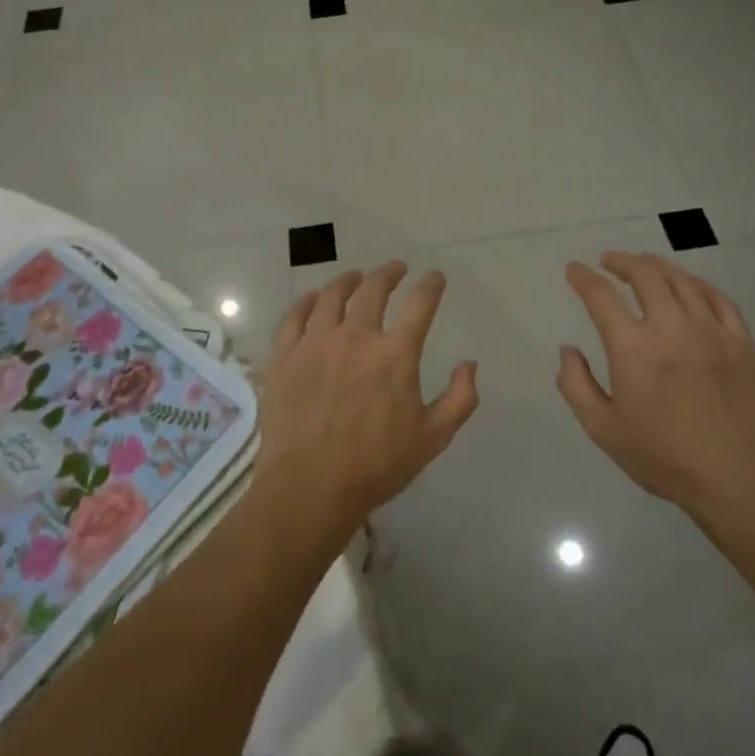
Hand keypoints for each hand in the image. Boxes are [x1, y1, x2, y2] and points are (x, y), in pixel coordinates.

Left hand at [253, 263, 479, 538]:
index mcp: (395, 354)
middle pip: (374, 289)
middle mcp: (356, 336)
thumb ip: (460, 398)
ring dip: (348, 281)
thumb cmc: (376, 465)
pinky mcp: (285, 355)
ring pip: (332, 295)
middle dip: (389, 273)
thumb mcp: (433, 438)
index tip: (435, 278)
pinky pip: (295, 316)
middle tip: (396, 269)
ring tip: (355, 277)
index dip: (431, 285)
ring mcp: (316, 342)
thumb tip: (469, 364)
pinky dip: (308, 301)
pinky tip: (314, 299)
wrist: (309, 486)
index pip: (420, 304)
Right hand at [557, 252, 754, 514]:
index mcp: (633, 349)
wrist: (738, 478)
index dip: (583, 278)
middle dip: (622, 261)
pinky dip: (696, 284)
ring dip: (657, 266)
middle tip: (609, 261)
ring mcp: (711, 331)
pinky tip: (688, 286)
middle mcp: (671, 328)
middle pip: (645, 275)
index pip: (601, 296)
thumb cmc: (664, 457)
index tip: (575, 270)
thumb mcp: (603, 430)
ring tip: (644, 265)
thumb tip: (568, 351)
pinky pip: (718, 298)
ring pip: (682, 280)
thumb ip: (576, 386)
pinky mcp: (741, 341)